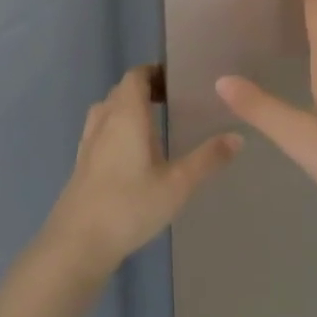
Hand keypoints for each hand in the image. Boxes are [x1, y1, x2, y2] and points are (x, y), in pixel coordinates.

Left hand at [43, 65, 242, 272]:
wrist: (77, 243)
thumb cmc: (130, 206)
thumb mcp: (177, 184)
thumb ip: (208, 159)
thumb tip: (238, 136)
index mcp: (126, 115)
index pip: (136, 76)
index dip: (155, 72)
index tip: (178, 81)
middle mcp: (104, 121)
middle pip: (122, 91)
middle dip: (145, 90)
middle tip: (174, 102)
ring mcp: (88, 143)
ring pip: (108, 112)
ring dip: (128, 110)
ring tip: (155, 126)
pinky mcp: (82, 164)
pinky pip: (101, 132)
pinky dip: (117, 131)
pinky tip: (133, 156)